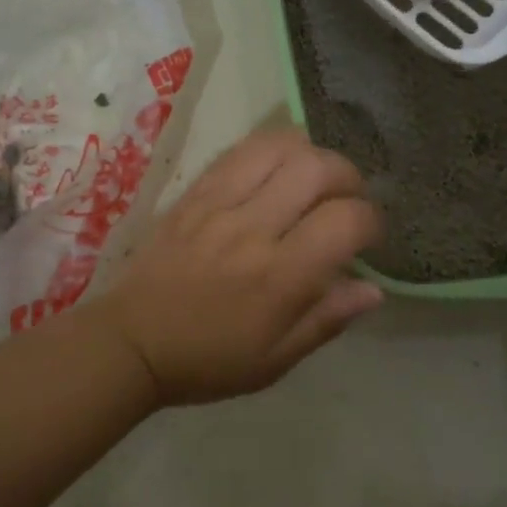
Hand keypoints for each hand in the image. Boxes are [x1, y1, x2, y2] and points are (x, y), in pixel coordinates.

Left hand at [99, 128, 384, 404]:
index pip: (345, 221)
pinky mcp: (194, 192)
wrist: (132, 340)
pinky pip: (240, 150)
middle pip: (318, 168)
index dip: (371, 221)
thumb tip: (374, 288)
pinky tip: (278, 167)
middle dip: (349, 177)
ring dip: (311, 154)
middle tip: (347, 199)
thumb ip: (327, 320)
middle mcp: (253, 230)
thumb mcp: (276, 360)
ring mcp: (219, 203)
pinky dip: (271, 149)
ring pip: (280, 146)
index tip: (367, 236)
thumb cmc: (208, 360)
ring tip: (314, 177)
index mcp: (279, 278)